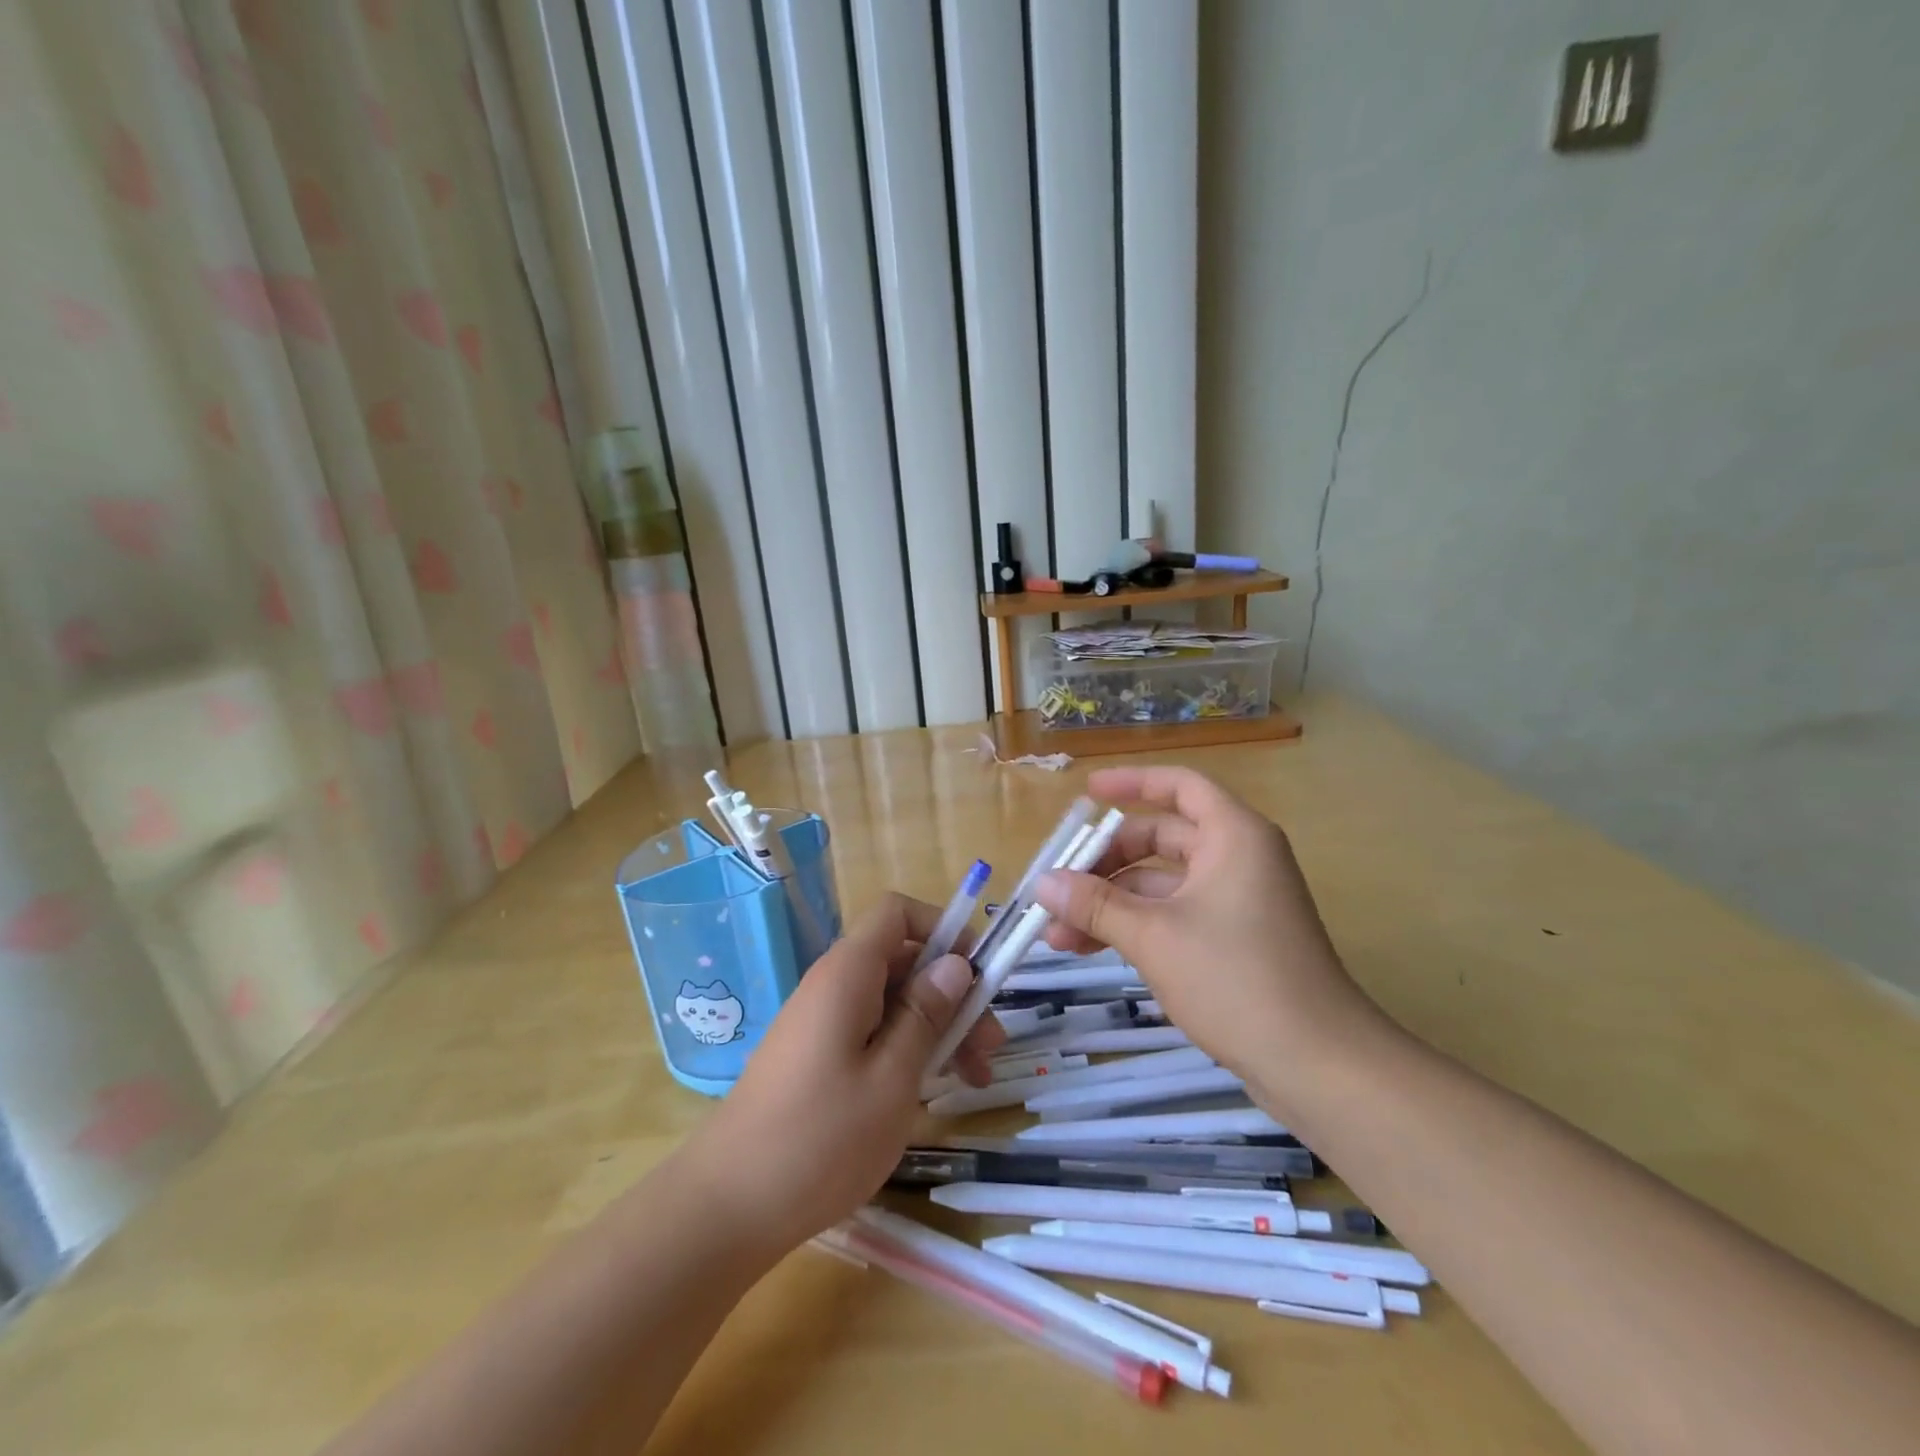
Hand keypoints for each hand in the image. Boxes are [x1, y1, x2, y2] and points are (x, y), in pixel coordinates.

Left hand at [681, 893, 1004, 1256]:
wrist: (729, 1206)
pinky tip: (930, 1090)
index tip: (978, 973)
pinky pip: (872, 1030)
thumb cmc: (821, 1139)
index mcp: (848, 974)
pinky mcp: (817, 1055)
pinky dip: (908, 1048)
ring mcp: (822, 1022)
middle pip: (903, 960)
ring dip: (937, 1026)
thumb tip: (955, 964)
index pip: (897, 913)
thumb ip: (926, 1015)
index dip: (942, 928)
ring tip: (974, 1076)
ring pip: (892, 1000)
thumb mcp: (892, 1078)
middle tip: (991, 1045)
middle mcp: (834, 985)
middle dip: (952, 992)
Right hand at [1035, 766, 1379, 1086]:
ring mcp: (1237, 902)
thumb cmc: (1236, 979)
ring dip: (1111, 902)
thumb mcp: (1153, 936)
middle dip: (1105, 862)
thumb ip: (1094, 904)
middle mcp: (1237, 858)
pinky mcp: (1234, 941)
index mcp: (1233, 836)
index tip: (1086, 792)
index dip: (1131, 782)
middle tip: (1058, 884)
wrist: (1318, 1066)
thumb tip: (1041, 883)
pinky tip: (1091, 949)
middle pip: (1161, 837)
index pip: (1179, 786)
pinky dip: (1135, 926)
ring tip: (1057, 933)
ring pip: (1161, 884)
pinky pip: (1174, 915)